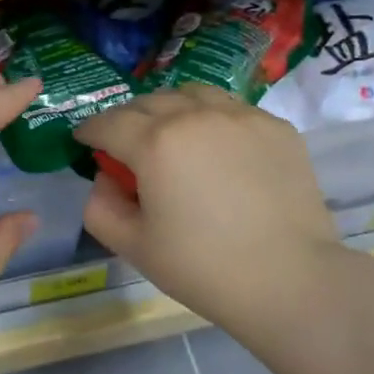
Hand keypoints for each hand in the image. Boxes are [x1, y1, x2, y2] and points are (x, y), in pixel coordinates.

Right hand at [74, 86, 344, 347]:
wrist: (289, 279)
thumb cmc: (202, 267)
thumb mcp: (134, 246)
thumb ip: (101, 207)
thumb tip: (105, 178)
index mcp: (155, 142)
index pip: (108, 123)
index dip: (90, 131)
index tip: (84, 141)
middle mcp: (196, 115)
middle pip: (149, 102)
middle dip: (128, 118)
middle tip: (125, 143)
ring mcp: (241, 116)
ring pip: (193, 95)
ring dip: (171, 109)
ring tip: (172, 134)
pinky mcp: (276, 126)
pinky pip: (232, 110)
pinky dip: (213, 120)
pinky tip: (218, 149)